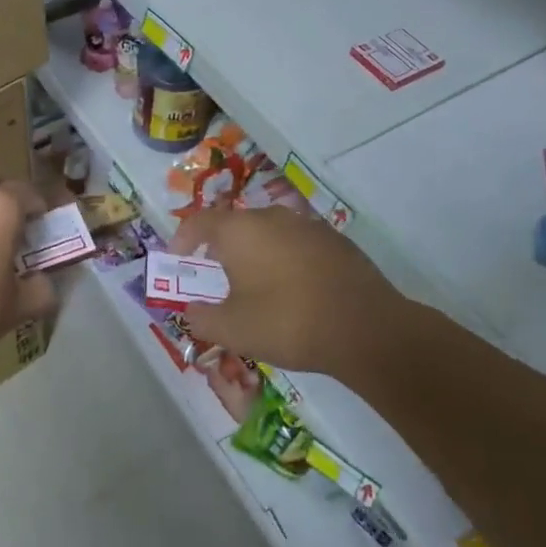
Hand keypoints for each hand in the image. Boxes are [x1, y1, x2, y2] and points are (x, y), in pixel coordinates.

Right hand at [175, 207, 426, 386]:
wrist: (366, 329)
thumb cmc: (286, 322)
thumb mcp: (232, 329)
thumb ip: (201, 318)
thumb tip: (191, 310)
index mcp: (239, 230)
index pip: (198, 222)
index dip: (182, 240)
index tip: (178, 261)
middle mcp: (272, 217)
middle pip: (235, 226)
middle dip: (221, 249)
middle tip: (218, 278)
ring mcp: (308, 226)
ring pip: (269, 234)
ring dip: (256, 255)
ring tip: (257, 288)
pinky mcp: (337, 242)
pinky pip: (298, 246)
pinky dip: (287, 262)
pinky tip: (295, 293)